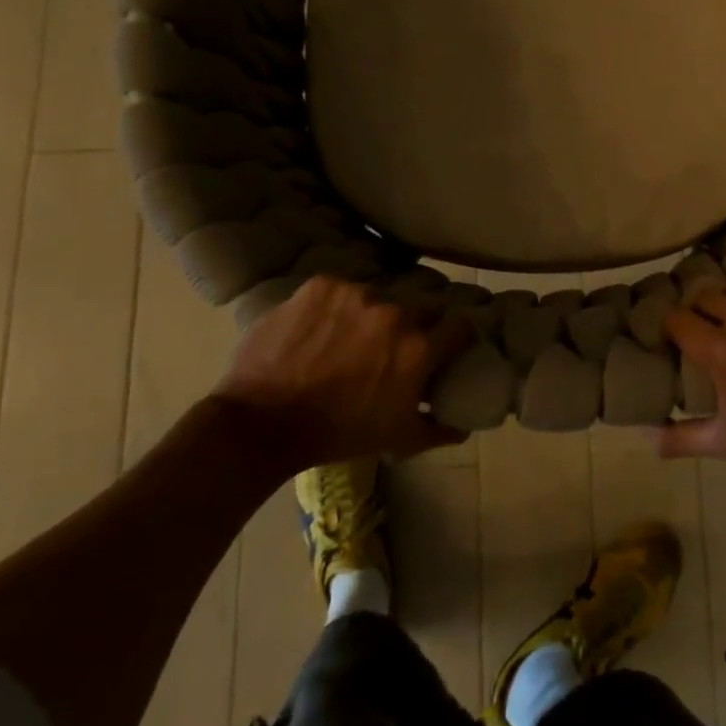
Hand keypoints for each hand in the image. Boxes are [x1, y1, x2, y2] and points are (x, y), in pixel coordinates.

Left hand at [215, 276, 472, 469]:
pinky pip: (341, 291)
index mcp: (418, 348)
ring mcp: (357, 294)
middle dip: (416, 324)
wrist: (261, 423)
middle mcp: (395, 313)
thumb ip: (438, 430)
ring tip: (350, 337)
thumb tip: (464, 426)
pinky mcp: (323, 285)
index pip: (460, 326)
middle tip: (396, 345)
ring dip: (373, 315)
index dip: (457, 336)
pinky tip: (321, 328)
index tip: (450, 344)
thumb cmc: (337, 434)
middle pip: (421, 307)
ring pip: (379, 298)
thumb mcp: (396, 440)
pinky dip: (336, 307)